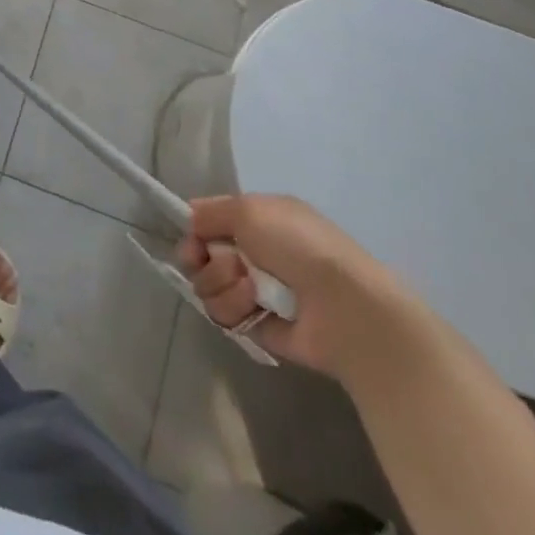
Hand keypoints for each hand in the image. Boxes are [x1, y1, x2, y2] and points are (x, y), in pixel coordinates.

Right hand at [179, 194, 419, 382]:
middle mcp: (252, 252)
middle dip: (203, 260)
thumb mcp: (249, 210)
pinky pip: (222, 314)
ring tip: (251, 289)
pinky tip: (256, 307)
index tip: (194, 238)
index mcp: (257, 220)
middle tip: (226, 264)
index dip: (194, 228)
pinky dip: (235, 308)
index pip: (208, 220)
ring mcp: (253, 291)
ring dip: (222, 284)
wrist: (343, 308)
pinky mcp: (254, 324)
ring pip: (206, 285)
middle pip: (200, 255)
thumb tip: (191, 221)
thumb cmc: (298, 246)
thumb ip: (210, 212)